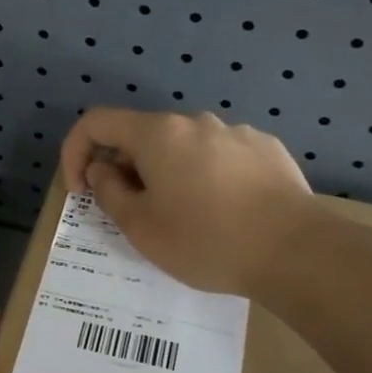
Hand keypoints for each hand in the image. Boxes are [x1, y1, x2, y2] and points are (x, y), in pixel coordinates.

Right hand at [59, 108, 314, 296]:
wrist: (296, 250)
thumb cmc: (207, 241)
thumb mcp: (141, 227)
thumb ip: (109, 191)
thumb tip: (103, 169)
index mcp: (158, 134)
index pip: (97, 122)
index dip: (75, 152)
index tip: (81, 191)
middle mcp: (195, 121)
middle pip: (142, 135)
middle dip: (124, 168)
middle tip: (131, 212)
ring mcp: (235, 132)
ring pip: (183, 147)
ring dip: (166, 173)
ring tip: (182, 216)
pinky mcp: (266, 148)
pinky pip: (219, 156)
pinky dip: (205, 176)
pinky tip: (223, 211)